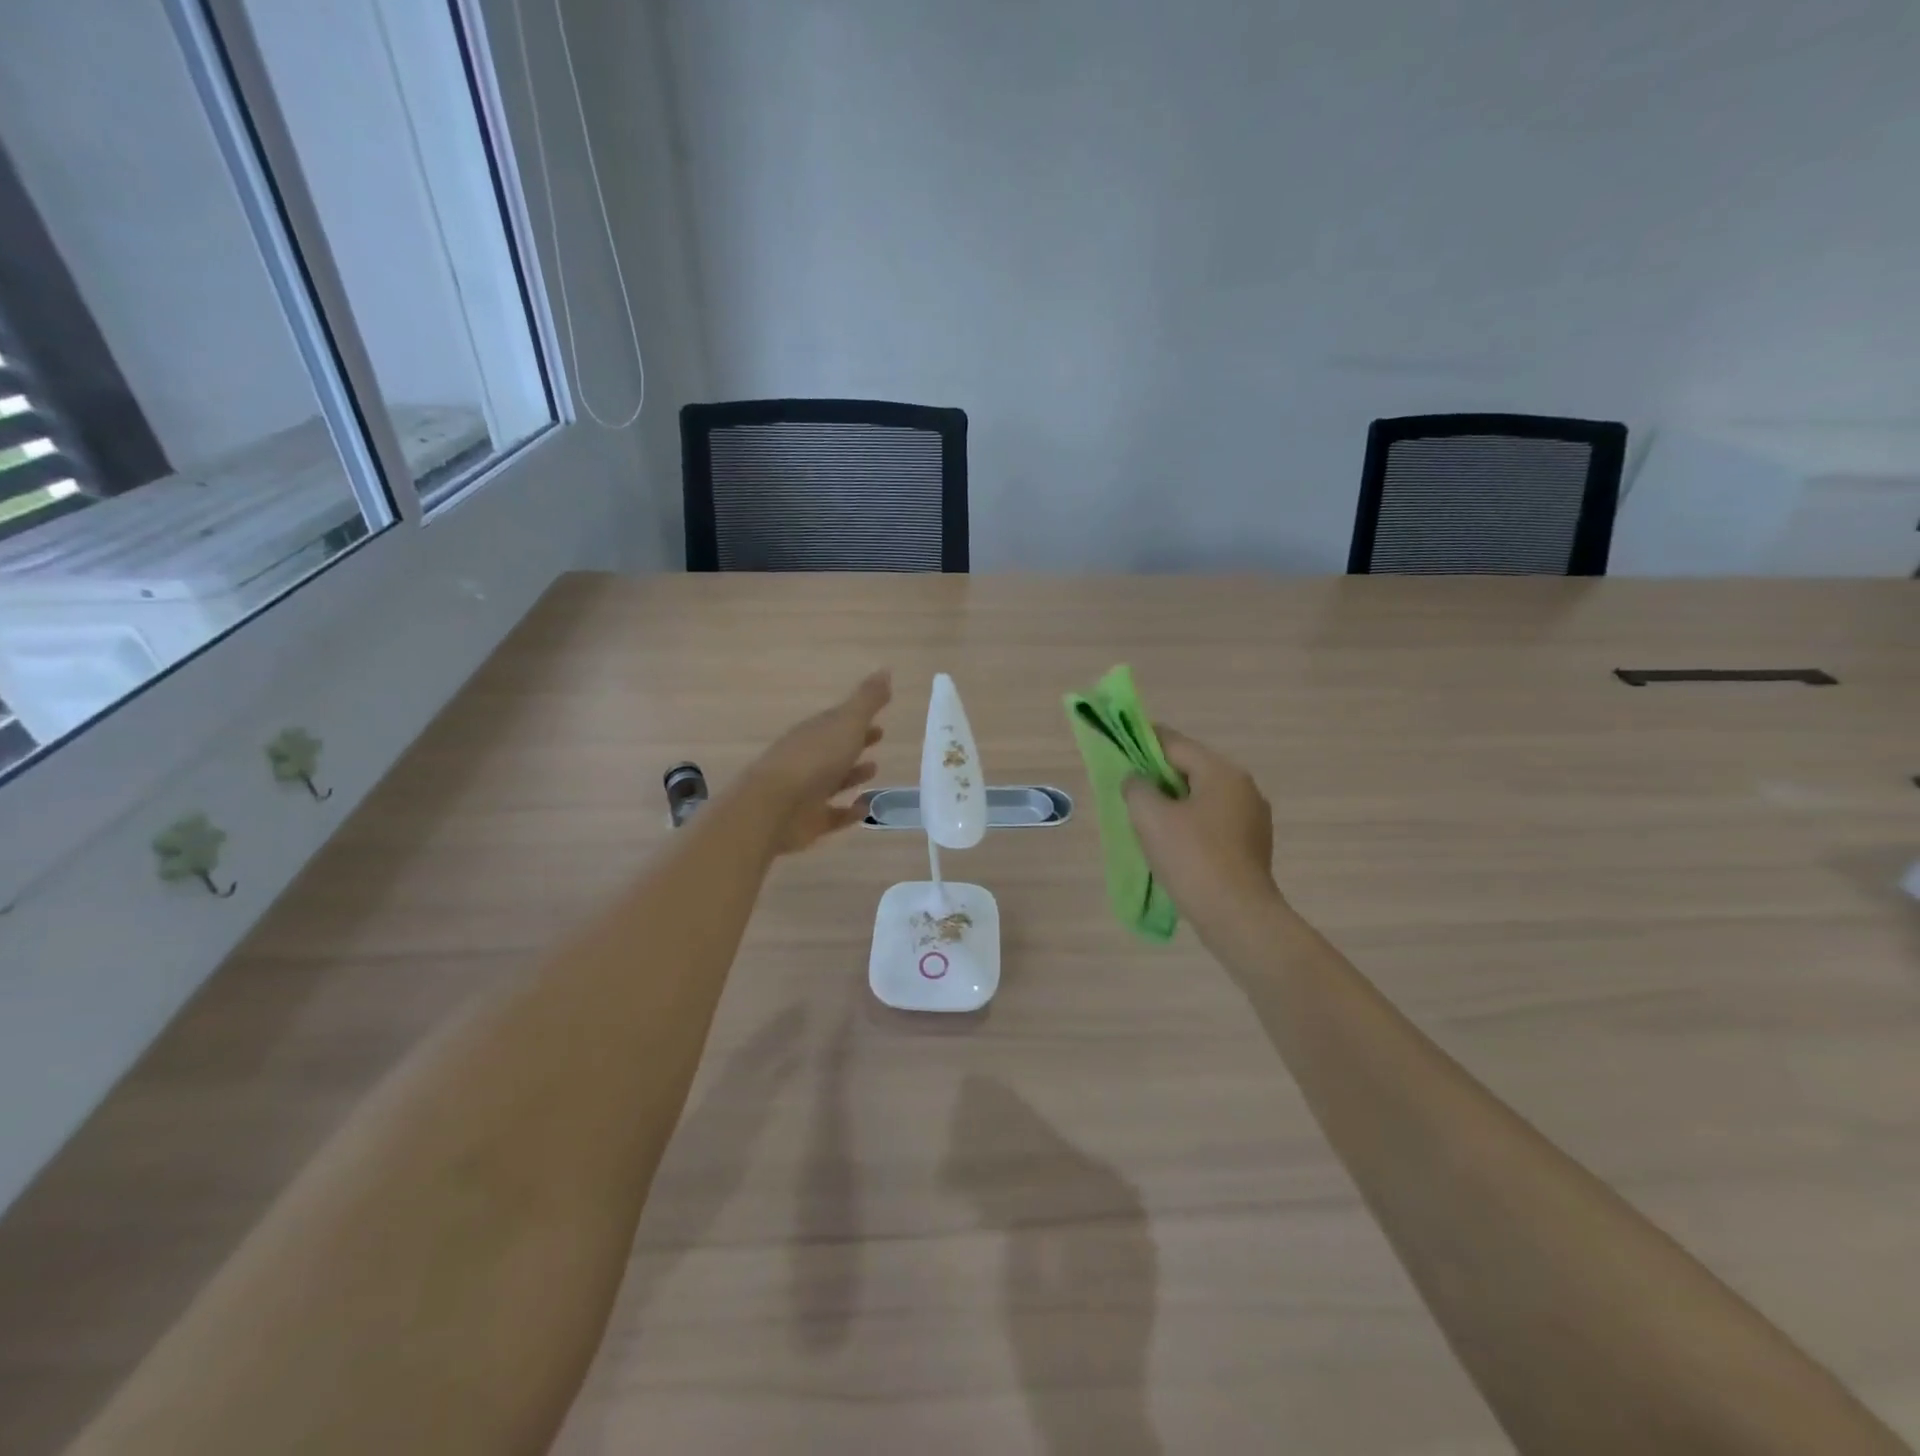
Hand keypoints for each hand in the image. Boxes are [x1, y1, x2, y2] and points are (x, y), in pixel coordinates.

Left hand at [746, 670, 891, 853]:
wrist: (774, 806)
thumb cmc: (814, 759)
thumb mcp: (846, 723)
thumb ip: (867, 700)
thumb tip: (886, 670)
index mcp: (815, 733)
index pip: (838, 722)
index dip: (858, 719)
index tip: (879, 719)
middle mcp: (809, 759)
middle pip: (835, 749)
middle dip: (856, 743)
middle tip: (880, 738)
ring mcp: (807, 791)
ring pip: (833, 780)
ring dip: (852, 775)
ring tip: (874, 770)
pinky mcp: (809, 821)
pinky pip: (833, 815)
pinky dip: (849, 812)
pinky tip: (866, 809)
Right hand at [1123, 727, 1277, 913]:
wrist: (1237, 916)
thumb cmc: (1192, 859)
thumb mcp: (1151, 817)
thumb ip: (1137, 788)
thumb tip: (1138, 781)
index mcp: (1221, 772)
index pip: (1176, 744)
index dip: (1144, 742)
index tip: (1121, 745)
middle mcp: (1243, 787)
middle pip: (1191, 769)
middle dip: (1159, 776)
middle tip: (1129, 790)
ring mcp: (1253, 817)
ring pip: (1202, 797)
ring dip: (1174, 802)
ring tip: (1147, 820)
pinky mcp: (1252, 845)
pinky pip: (1213, 822)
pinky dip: (1190, 823)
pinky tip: (1173, 844)